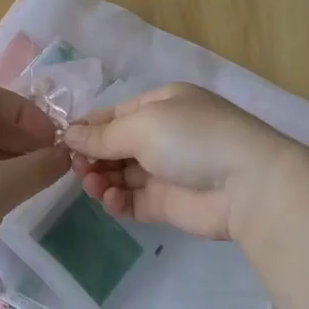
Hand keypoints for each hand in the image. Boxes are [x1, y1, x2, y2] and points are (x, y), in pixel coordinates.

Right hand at [62, 83, 302, 240]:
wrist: (246, 185)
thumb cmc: (192, 139)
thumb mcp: (142, 125)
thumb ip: (102, 135)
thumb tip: (69, 136)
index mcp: (161, 105)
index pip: (114, 115)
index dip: (88, 128)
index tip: (62, 142)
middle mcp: (162, 135)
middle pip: (114, 146)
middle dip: (92, 156)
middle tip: (76, 167)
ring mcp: (164, 171)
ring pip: (119, 175)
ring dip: (101, 178)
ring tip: (92, 184)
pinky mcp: (166, 204)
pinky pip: (131, 201)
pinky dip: (116, 201)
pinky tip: (110, 199)